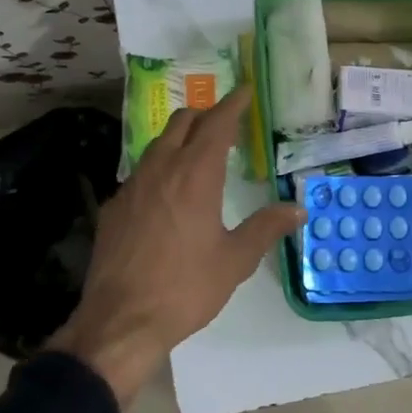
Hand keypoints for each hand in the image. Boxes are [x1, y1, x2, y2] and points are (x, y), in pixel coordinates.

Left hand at [51, 84, 302, 405]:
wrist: (121, 321)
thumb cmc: (185, 288)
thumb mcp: (234, 260)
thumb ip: (266, 228)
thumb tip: (298, 209)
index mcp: (195, 176)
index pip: (217, 124)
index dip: (233, 104)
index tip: (245, 91)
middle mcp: (161, 169)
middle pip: (182, 122)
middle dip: (205, 115)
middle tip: (225, 123)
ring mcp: (131, 186)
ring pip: (157, 144)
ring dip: (180, 138)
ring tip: (198, 153)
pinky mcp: (113, 207)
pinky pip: (140, 171)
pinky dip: (160, 166)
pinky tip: (167, 193)